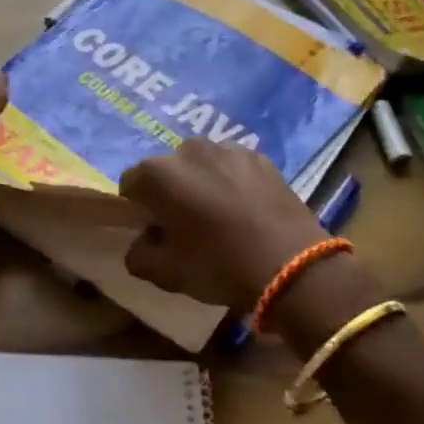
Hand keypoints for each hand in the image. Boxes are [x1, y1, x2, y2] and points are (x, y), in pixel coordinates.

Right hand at [118, 139, 327, 310]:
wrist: (293, 266)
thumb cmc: (219, 266)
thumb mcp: (165, 273)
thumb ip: (139, 255)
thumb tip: (143, 242)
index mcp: (157, 174)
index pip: (130, 184)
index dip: (138, 209)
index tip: (154, 231)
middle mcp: (188, 150)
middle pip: (167, 170)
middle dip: (171, 192)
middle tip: (186, 225)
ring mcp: (228, 149)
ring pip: (201, 166)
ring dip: (202, 184)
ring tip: (220, 216)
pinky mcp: (261, 157)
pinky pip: (233, 167)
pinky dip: (232, 182)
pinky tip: (246, 211)